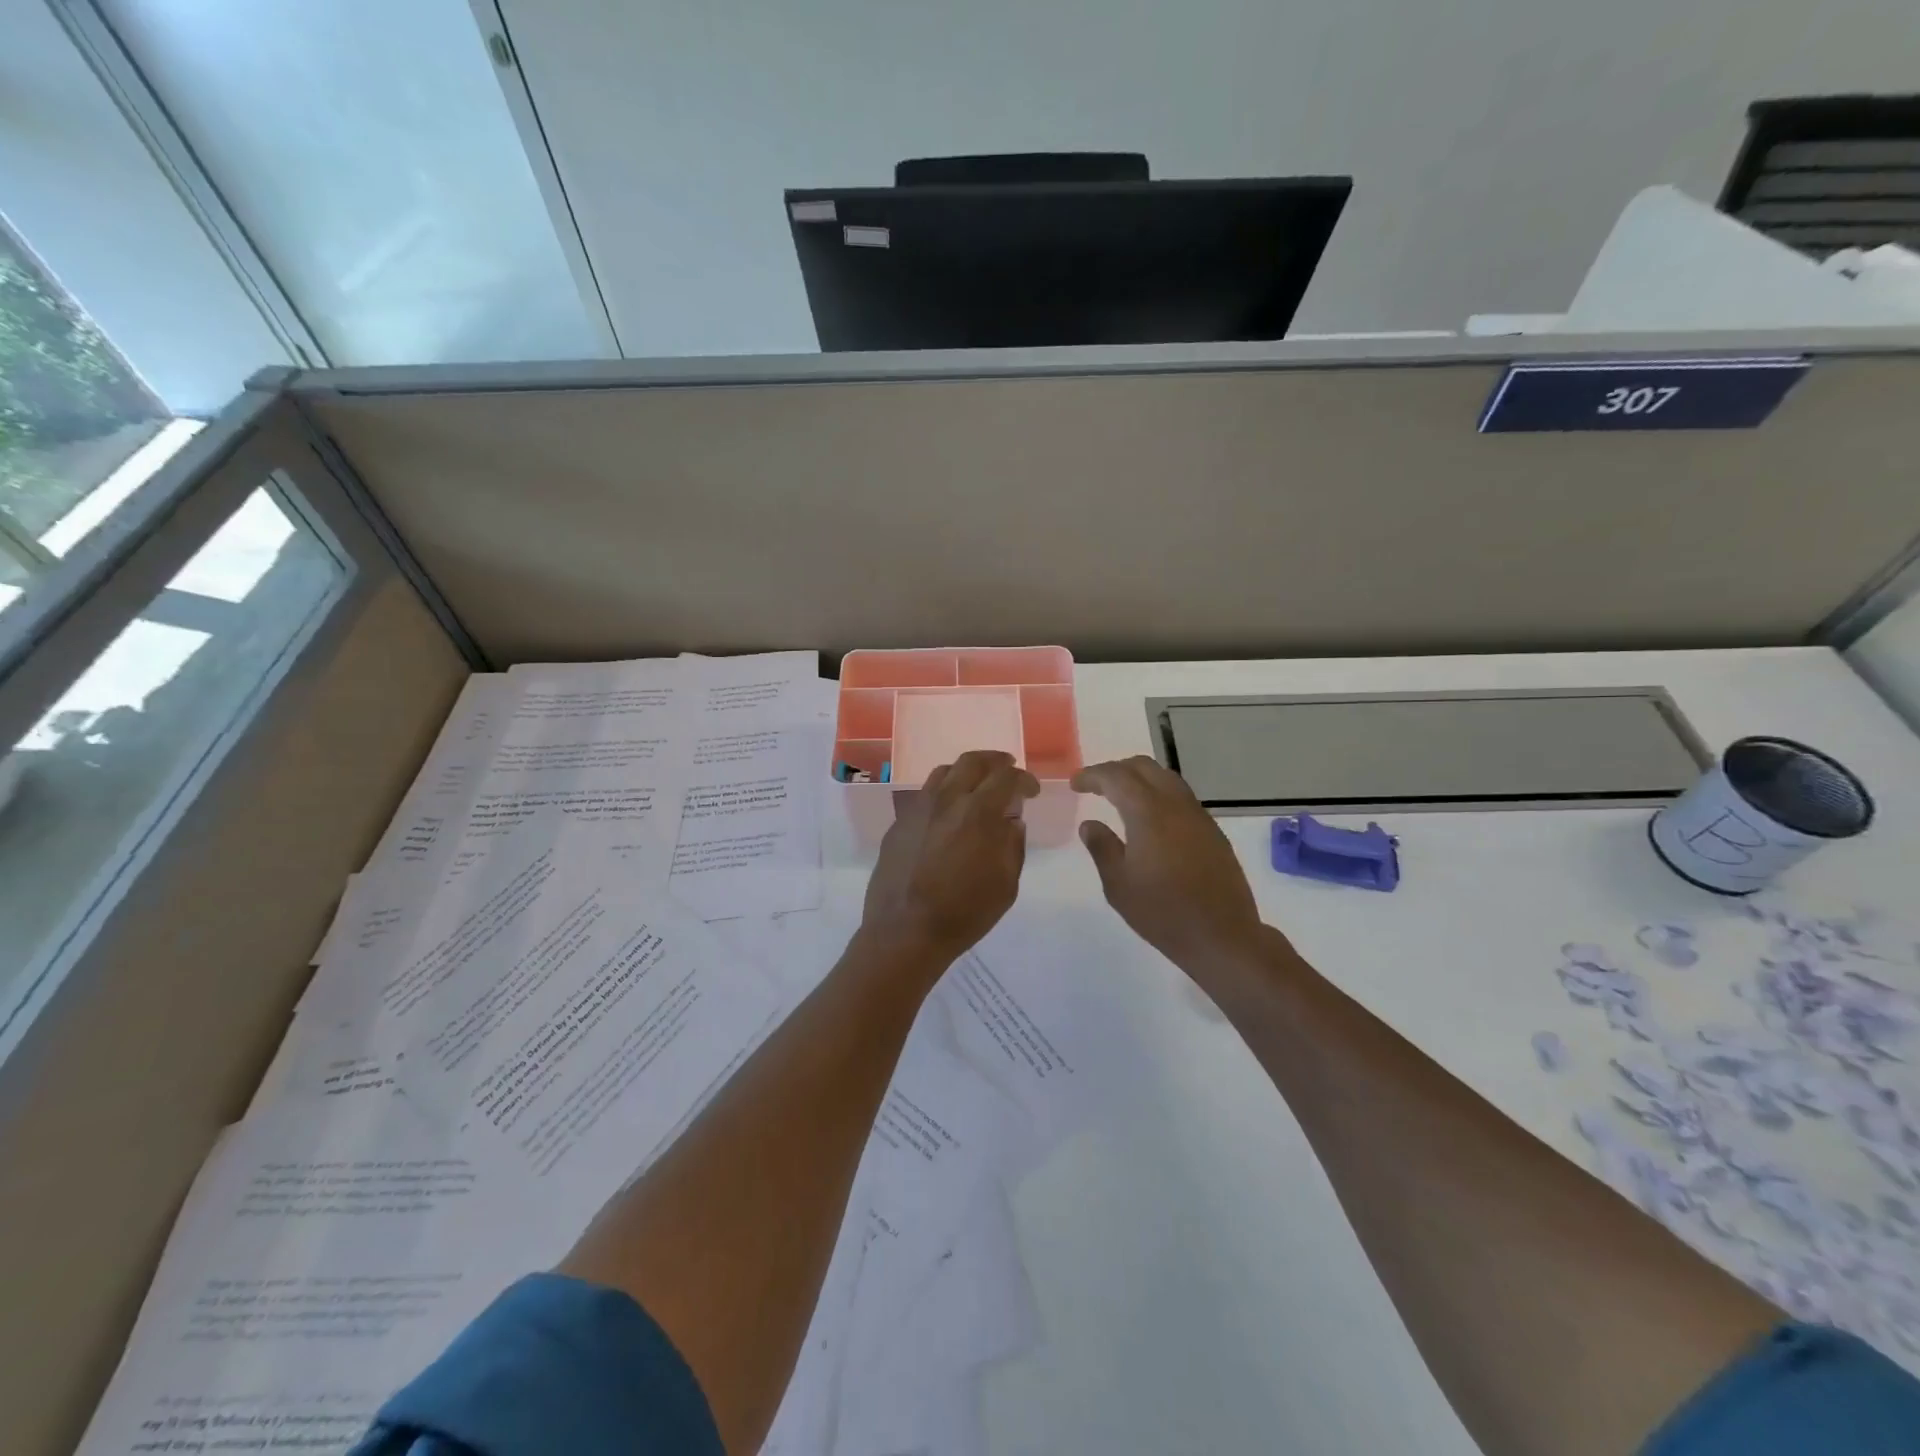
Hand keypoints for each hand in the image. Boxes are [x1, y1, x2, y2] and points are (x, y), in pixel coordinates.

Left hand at [859, 750, 1039, 974]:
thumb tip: (1011, 822)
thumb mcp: (1006, 885)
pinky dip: (943, 794)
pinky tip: (947, 815)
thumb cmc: (964, 912)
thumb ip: (1013, 846)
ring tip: (976, 787)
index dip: (1024, 779)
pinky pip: (924, 796)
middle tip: (1006, 769)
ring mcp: (918, 808)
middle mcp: (946, 799)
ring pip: (944, 772)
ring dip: (966, 773)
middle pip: (972, 761)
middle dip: (995, 761)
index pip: (1007, 777)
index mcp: (978, 812)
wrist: (905, 931)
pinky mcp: (899, 823)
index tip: (1031, 791)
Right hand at [1073, 756, 1274, 983]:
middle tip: (1096, 786)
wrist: (1222, 936)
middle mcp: (1176, 805)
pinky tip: (1150, 819)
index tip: (1075, 784)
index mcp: (1148, 813)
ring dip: (1140, 779)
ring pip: (1166, 778)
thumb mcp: (1118, 884)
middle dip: (1116, 770)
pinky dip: (1159, 794)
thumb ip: (1102, 848)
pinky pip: (1181, 797)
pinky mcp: (1212, 831)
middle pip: (1144, 767)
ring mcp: (1198, 816)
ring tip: (1121, 797)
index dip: (1093, 775)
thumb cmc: (1163, 912)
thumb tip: (1090, 824)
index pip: (1116, 777)